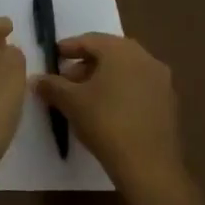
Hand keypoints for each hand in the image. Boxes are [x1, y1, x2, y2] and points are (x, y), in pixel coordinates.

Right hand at [33, 34, 187, 204]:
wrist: (149, 164)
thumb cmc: (105, 123)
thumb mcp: (70, 102)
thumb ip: (51, 85)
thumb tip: (36, 79)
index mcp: (121, 51)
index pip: (90, 40)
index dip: (68, 47)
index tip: (53, 56)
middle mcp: (145, 58)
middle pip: (110, 53)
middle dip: (86, 63)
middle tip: (66, 78)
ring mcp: (161, 80)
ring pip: (126, 70)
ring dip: (103, 77)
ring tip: (84, 96)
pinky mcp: (169, 102)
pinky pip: (139, 86)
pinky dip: (121, 90)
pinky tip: (107, 109)